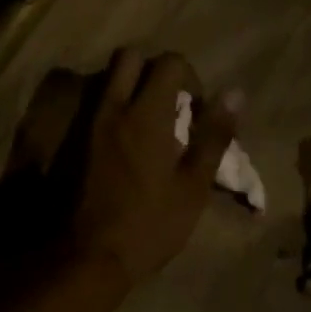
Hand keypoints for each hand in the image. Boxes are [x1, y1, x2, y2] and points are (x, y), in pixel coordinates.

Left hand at [57, 49, 236, 284]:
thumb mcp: (194, 185)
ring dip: (132, 86)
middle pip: (130, 56)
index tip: (196, 111)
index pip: (169, 62)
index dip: (190, 78)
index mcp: (147, 113)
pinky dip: (116, 107)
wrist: (89, 255)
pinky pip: (97, 104)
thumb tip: (234, 94)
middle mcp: (114, 107)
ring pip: (109, 78)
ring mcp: (90, 123)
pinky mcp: (76, 140)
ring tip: (151, 124)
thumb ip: (214, 135)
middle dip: (153, 69)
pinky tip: (129, 143)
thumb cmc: (150, 223)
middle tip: (170, 104)